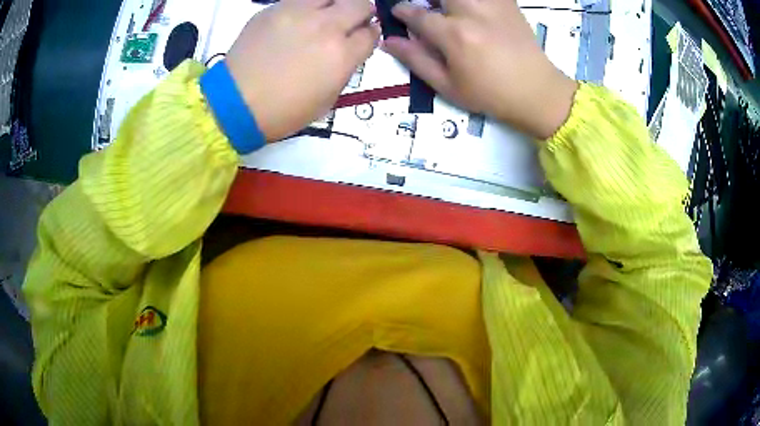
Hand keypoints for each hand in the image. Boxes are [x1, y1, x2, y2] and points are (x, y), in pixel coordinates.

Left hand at [225, 0, 379, 140]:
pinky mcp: (275, 8)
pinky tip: (297, 21)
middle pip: (361, 4)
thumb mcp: (327, 100)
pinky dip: (307, 7)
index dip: (369, 36)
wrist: (235, 103)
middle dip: (361, 13)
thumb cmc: (283, 111)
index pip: (371, 33)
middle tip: (349, 22)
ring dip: (335, 5)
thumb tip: (349, 49)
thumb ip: (345, 69)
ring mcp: (298, 12)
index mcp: (341, 54)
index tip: (361, 39)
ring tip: (324, 16)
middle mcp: (326, 26)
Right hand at [383, 0, 577, 138]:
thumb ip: (416, 60)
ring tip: (447, 9)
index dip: (402, 12)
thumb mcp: (448, 86)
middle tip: (426, 7)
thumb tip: (389, 41)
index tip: (398, 12)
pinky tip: (472, 9)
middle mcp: (472, 12)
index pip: (417, 14)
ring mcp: (493, 5)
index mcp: (454, 35)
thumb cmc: (491, 94)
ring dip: (449, 0)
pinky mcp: (508, 4)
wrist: (537, 92)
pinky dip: (473, 0)